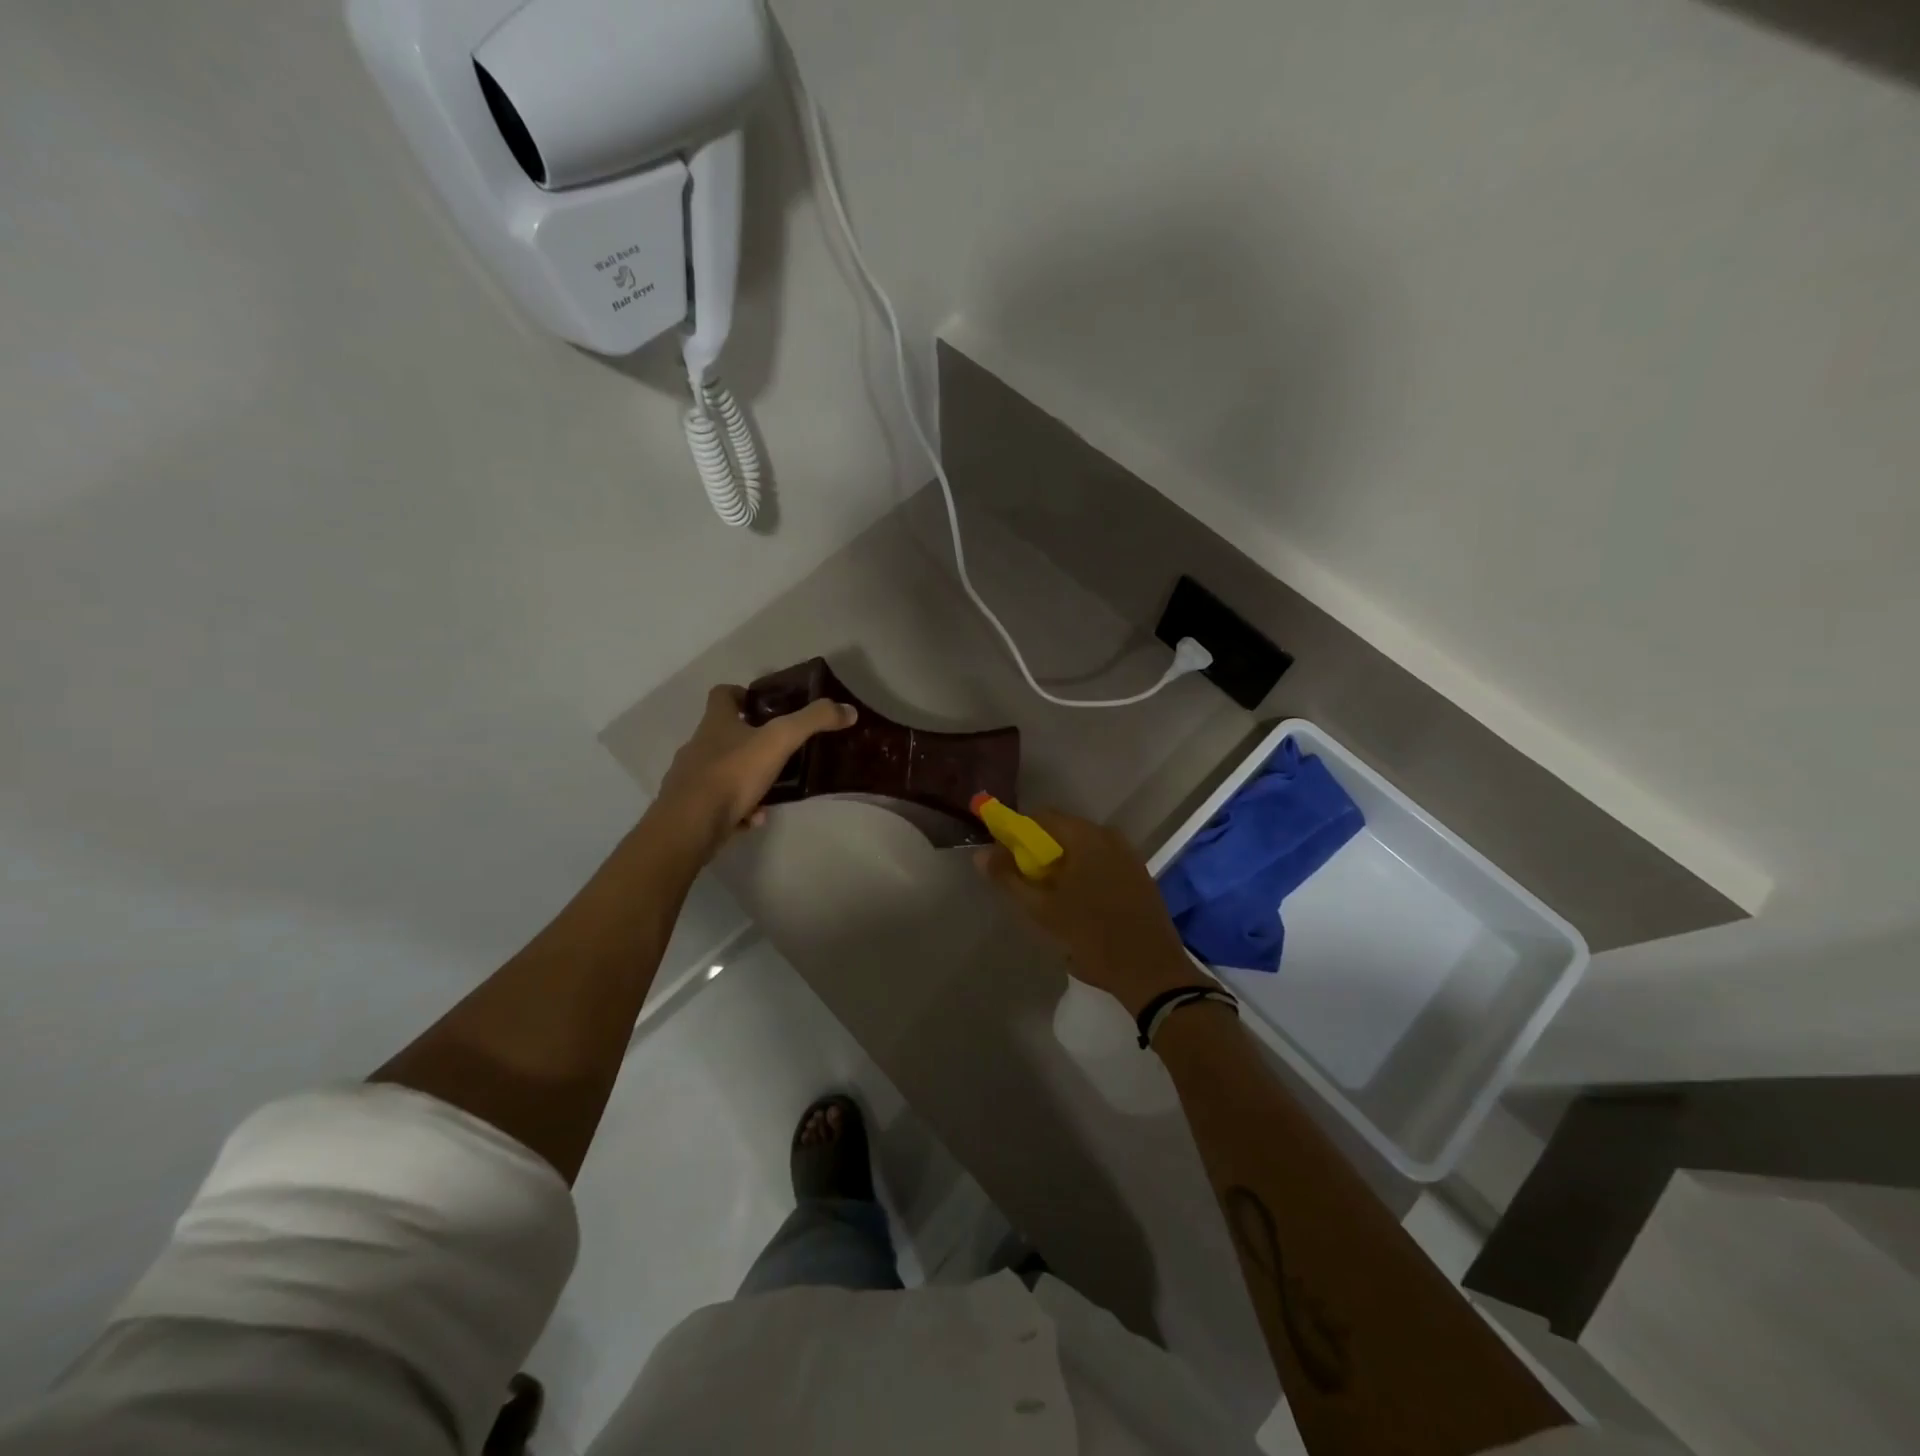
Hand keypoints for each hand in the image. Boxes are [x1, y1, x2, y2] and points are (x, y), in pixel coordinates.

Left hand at [653, 685, 856, 859]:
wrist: (690, 826)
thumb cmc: (732, 774)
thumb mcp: (779, 741)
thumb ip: (813, 722)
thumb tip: (848, 710)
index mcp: (716, 724)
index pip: (721, 695)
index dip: (740, 694)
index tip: (760, 704)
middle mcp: (698, 746)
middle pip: (723, 735)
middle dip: (750, 742)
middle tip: (779, 751)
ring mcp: (690, 778)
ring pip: (723, 772)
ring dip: (747, 780)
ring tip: (772, 794)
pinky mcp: (690, 808)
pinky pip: (718, 804)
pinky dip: (738, 809)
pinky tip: (754, 820)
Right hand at [975, 810, 1197, 1016]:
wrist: (1151, 971)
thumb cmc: (1092, 937)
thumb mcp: (1042, 910)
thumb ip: (1009, 878)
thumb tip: (981, 854)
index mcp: (1085, 837)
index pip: (1041, 817)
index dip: (1017, 833)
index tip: (1005, 858)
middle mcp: (1109, 836)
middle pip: (1063, 832)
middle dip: (1039, 852)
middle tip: (1025, 882)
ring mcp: (1128, 855)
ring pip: (1083, 849)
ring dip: (1062, 865)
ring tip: (1050, 898)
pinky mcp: (1139, 875)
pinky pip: (1101, 862)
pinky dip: (1084, 873)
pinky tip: (1079, 904)